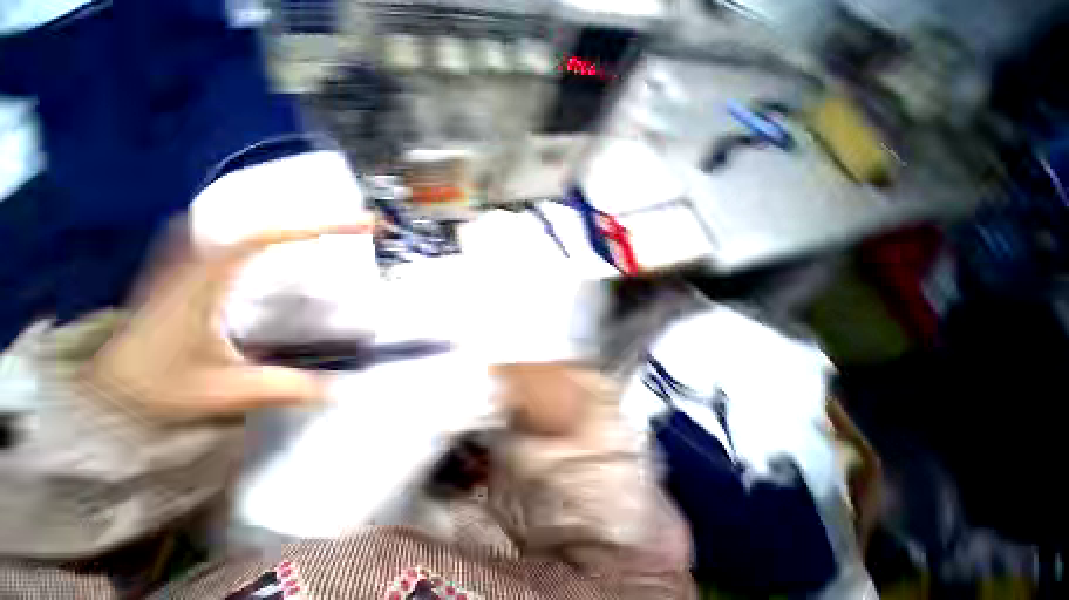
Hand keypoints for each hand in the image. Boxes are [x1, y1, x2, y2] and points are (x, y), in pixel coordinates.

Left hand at [83, 222, 370, 421]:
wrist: (104, 392)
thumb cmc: (156, 387)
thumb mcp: (223, 392)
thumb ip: (282, 389)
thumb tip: (338, 391)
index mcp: (207, 280)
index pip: (266, 237)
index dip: (315, 227)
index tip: (356, 225)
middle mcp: (199, 261)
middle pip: (261, 222)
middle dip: (313, 220)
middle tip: (354, 224)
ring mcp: (189, 264)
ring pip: (241, 225)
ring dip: (286, 223)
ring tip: (325, 228)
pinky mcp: (185, 274)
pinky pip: (224, 239)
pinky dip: (256, 234)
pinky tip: (267, 241)